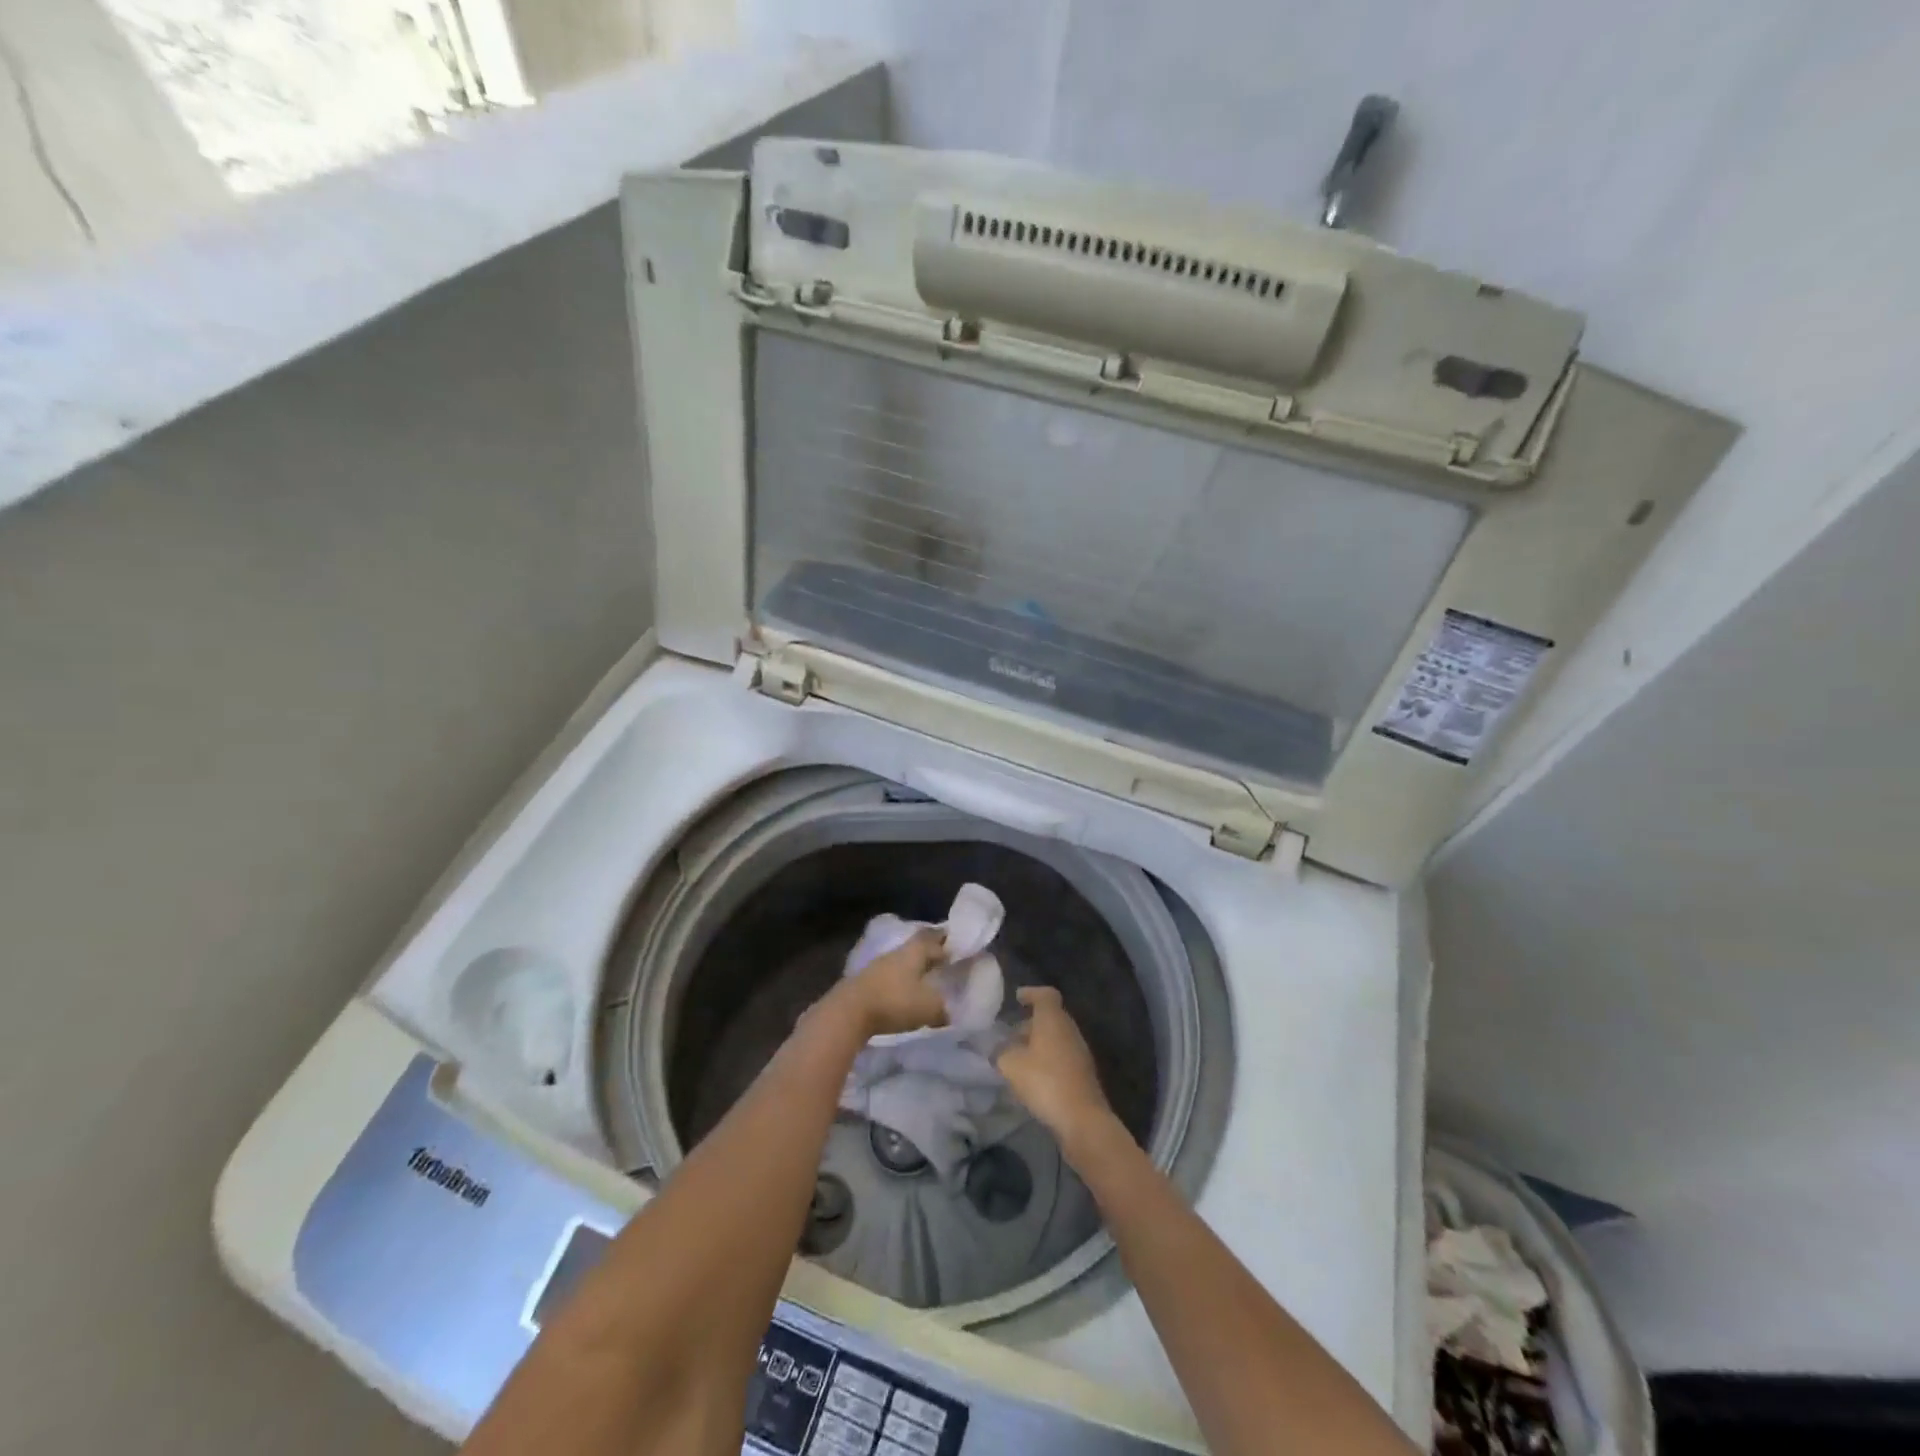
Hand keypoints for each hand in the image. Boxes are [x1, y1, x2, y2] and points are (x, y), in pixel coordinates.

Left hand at [839, 930, 948, 1037]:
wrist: (849, 1011)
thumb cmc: (895, 1002)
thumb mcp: (929, 1008)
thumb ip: (943, 1008)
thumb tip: (951, 1011)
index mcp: (914, 952)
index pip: (933, 938)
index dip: (945, 939)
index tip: (955, 941)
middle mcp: (896, 953)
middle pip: (916, 947)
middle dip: (929, 951)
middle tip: (943, 956)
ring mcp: (878, 966)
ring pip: (901, 961)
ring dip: (913, 967)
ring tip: (925, 976)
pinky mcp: (865, 982)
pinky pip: (889, 976)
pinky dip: (899, 980)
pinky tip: (903, 991)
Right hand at [994, 986, 1115, 1153]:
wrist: (1082, 1119)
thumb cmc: (1045, 1081)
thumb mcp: (1011, 1065)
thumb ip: (1001, 1052)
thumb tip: (999, 1050)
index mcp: (1053, 1019)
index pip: (1046, 994)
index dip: (1031, 993)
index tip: (1017, 999)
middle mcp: (1069, 1029)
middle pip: (1050, 1017)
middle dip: (1030, 1023)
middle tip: (1010, 1034)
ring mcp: (1079, 1051)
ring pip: (1056, 1038)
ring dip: (1038, 1043)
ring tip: (1017, 1058)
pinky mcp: (1083, 1073)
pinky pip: (1061, 1056)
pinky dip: (1046, 1059)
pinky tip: (1032, 1077)